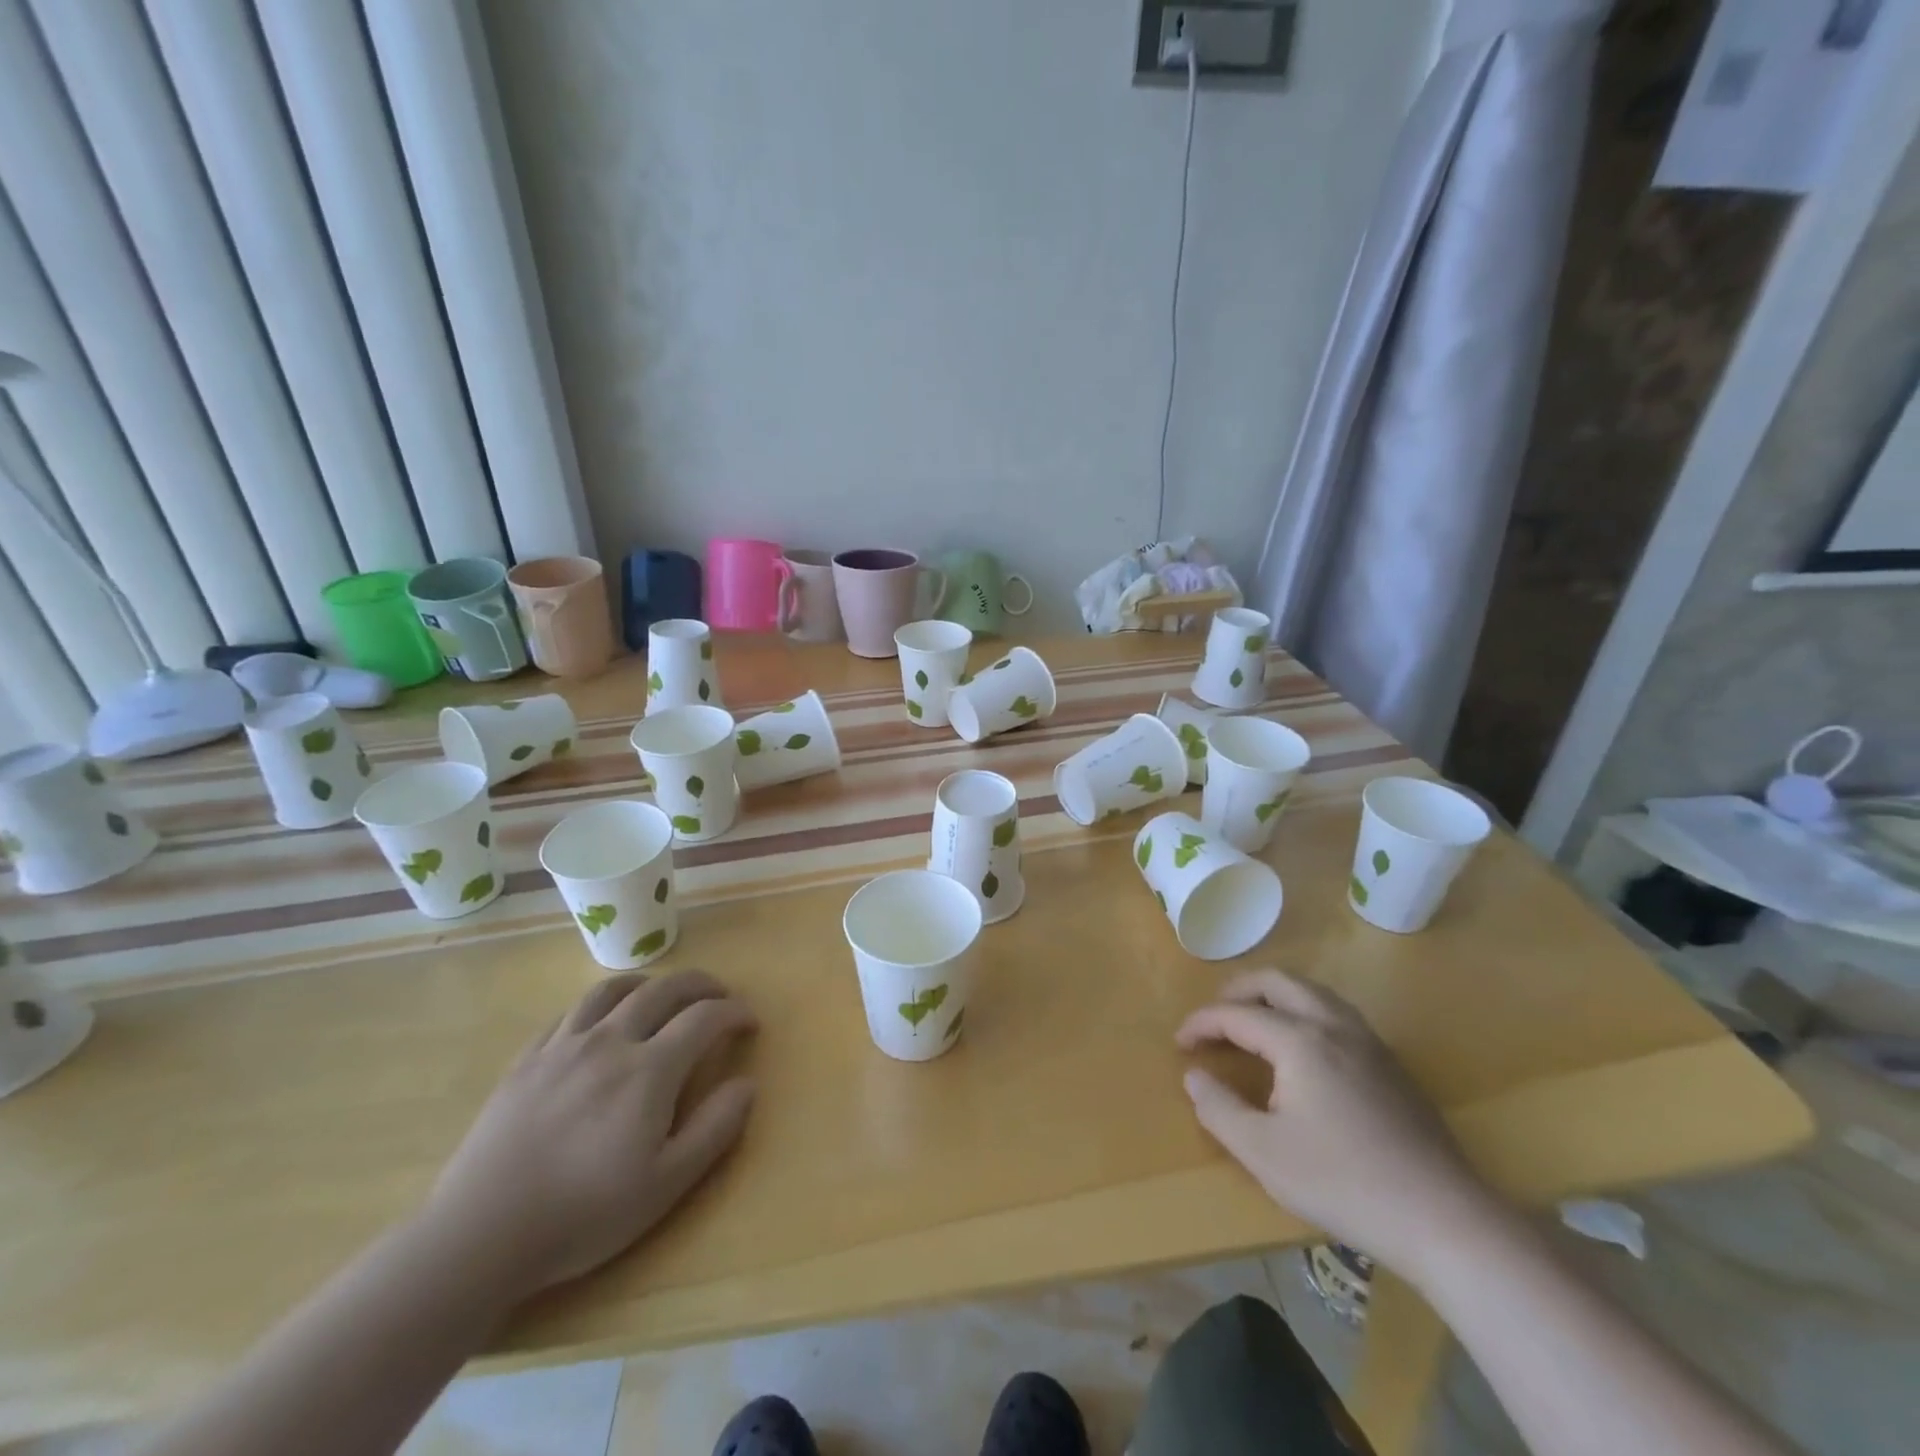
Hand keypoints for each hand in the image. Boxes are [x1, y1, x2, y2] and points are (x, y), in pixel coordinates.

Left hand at [422, 970, 757, 1305]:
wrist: (480, 1235)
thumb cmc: (584, 1215)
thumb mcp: (665, 1184)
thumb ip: (715, 1128)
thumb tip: (747, 1083)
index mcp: (649, 1069)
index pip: (704, 1018)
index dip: (734, 1012)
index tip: (750, 1021)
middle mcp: (611, 1041)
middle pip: (664, 990)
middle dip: (700, 984)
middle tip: (718, 994)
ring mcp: (564, 1046)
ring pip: (613, 990)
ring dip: (648, 983)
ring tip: (661, 993)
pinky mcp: (527, 1060)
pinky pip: (570, 1012)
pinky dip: (599, 1003)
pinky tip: (601, 1019)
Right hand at [1176, 968, 1505, 1282]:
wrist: (1443, 1218)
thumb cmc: (1342, 1182)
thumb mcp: (1263, 1152)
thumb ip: (1219, 1108)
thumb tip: (1194, 1076)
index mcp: (1299, 1040)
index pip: (1237, 1014)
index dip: (1201, 1023)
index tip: (1180, 1044)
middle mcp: (1333, 1025)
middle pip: (1278, 981)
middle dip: (1238, 990)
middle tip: (1214, 1016)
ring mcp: (1368, 1042)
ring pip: (1312, 992)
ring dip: (1274, 995)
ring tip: (1253, 1020)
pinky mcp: (1391, 1064)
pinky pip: (1336, 1013)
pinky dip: (1303, 1011)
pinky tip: (1302, 1047)